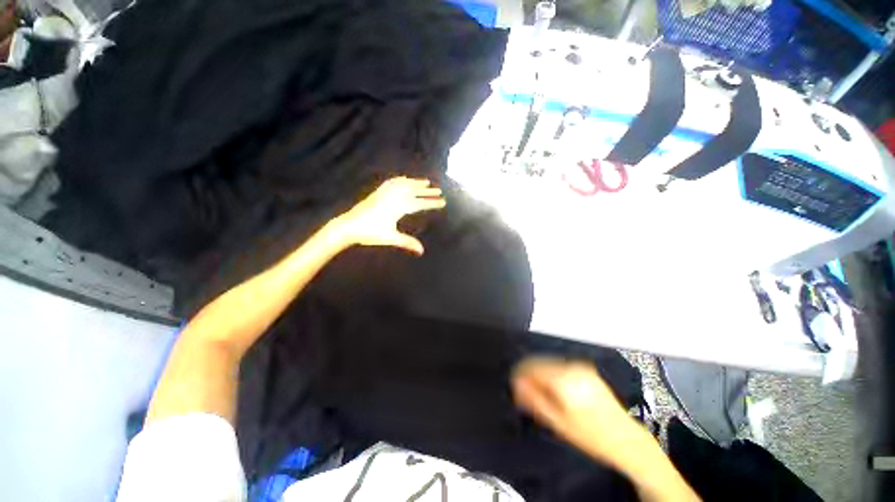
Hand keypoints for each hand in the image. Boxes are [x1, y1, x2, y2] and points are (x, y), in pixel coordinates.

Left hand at [333, 177, 445, 254]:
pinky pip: (391, 182)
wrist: (349, 225)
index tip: (443, 202)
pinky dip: (400, 179)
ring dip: (416, 182)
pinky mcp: (378, 193)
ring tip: (426, 182)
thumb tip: (422, 250)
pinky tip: (404, 178)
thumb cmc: (370, 232)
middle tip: (439, 191)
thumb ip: (407, 242)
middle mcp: (392, 197)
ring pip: (404, 184)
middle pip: (414, 191)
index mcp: (397, 207)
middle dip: (427, 192)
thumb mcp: (390, 238)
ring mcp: (384, 193)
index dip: (432, 203)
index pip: (419, 204)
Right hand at [512, 357, 642, 466]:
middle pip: (540, 363)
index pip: (532, 366)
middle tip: (525, 393)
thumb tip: (516, 384)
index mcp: (564, 379)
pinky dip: (552, 375)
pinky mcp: (586, 369)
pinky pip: (561, 366)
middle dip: (530, 375)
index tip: (515, 385)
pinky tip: (555, 391)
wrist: (626, 439)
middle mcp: (572, 367)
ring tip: (541, 395)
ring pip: (549, 364)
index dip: (519, 374)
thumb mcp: (558, 422)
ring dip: (541, 375)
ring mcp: (581, 366)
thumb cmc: (591, 436)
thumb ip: (534, 399)